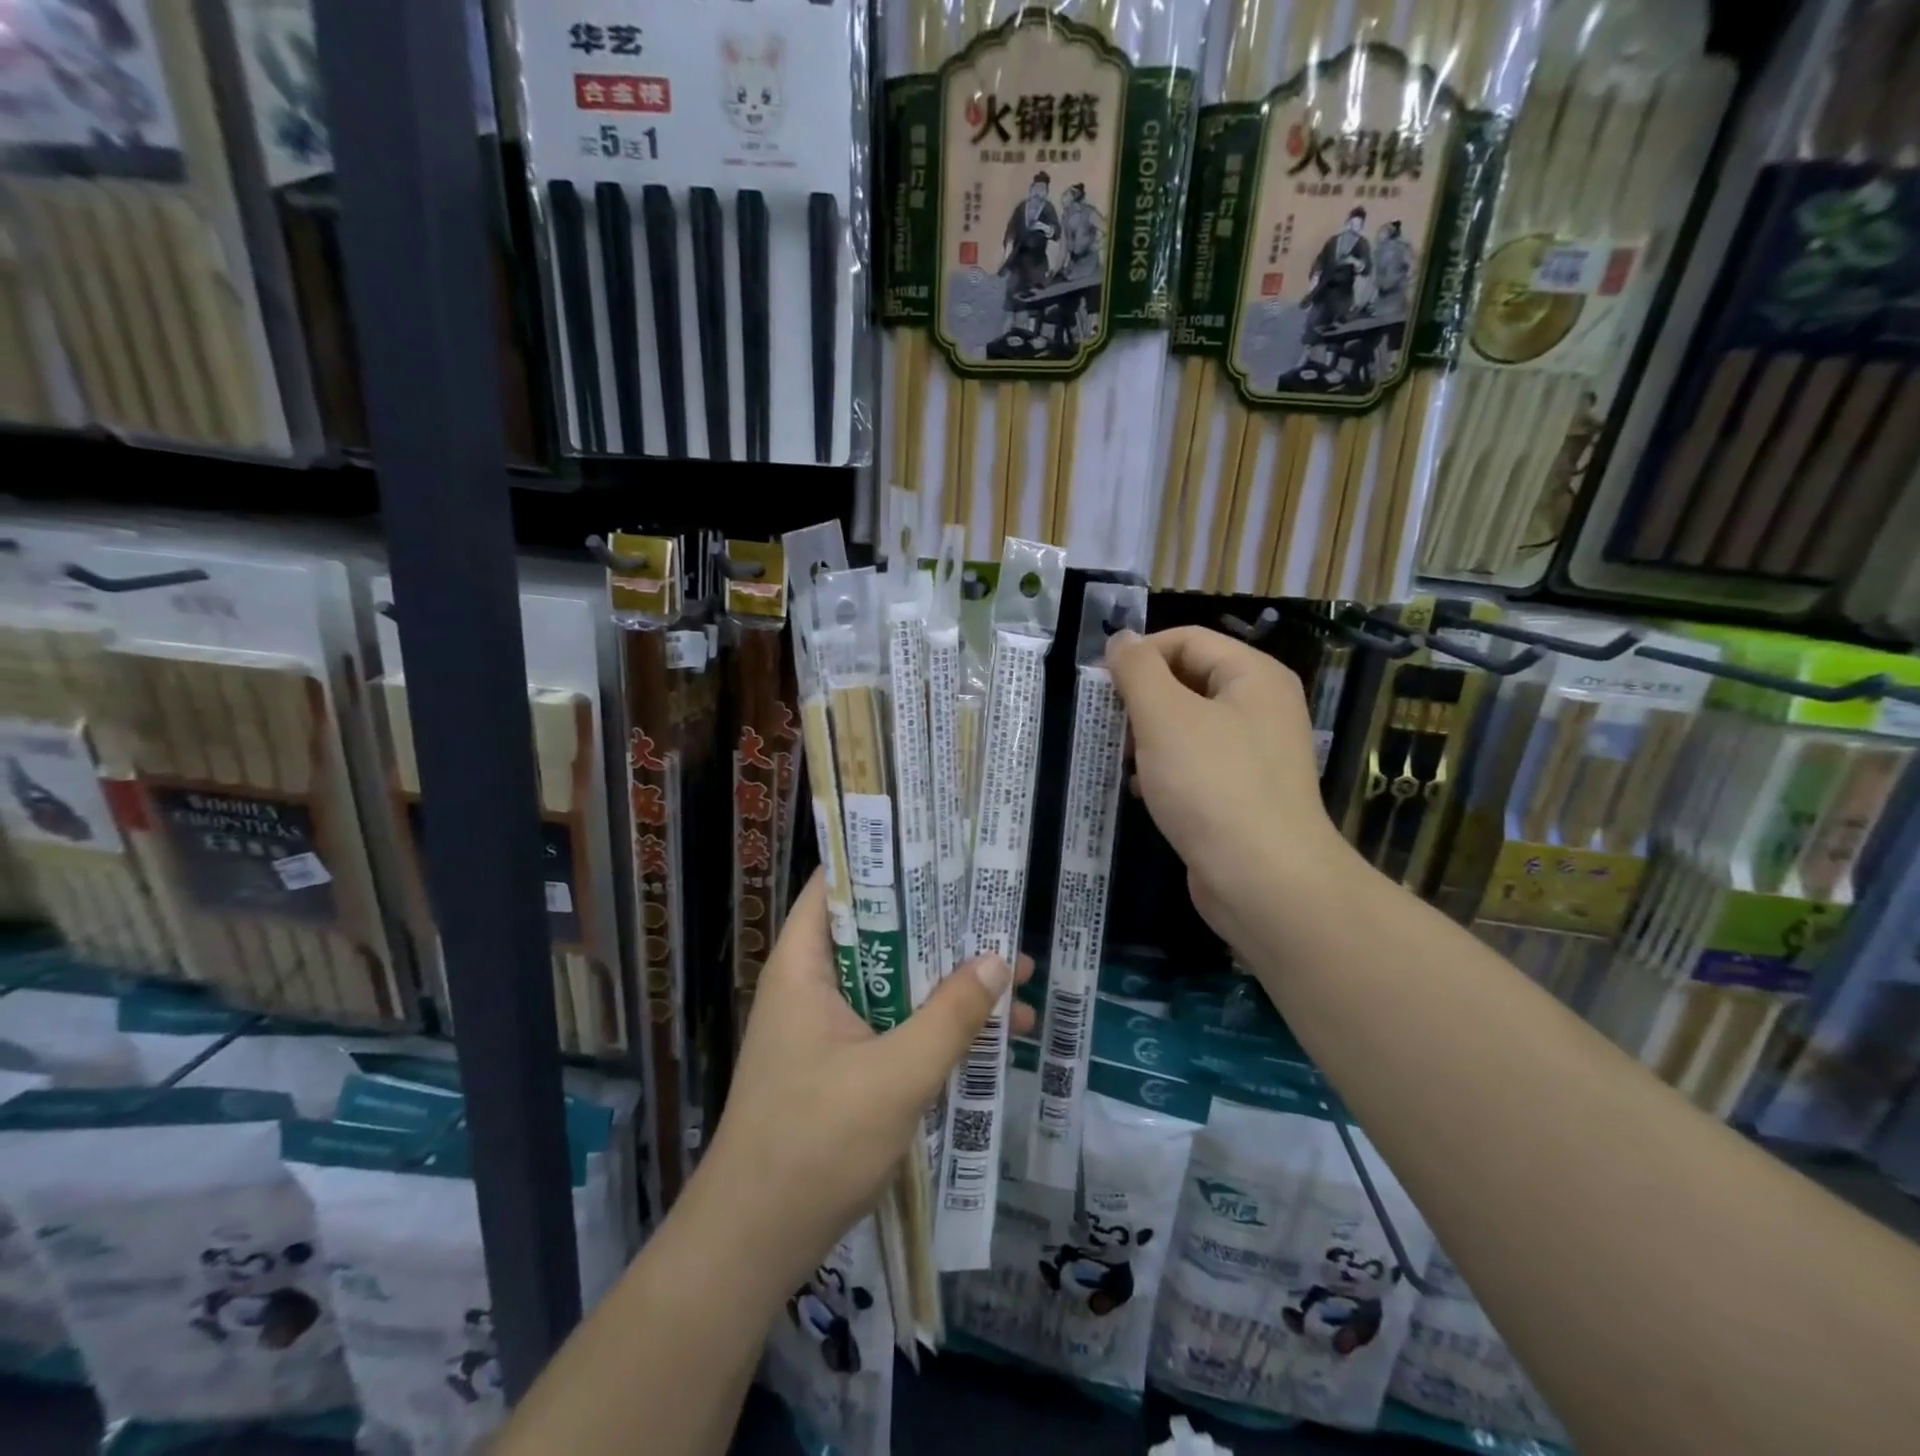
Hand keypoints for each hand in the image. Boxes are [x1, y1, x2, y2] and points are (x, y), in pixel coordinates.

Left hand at [698, 873, 1033, 1291]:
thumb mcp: (897, 1075)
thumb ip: (950, 1015)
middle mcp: (812, 984)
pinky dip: (934, 1023)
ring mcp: (825, 1027)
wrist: (753, 1245)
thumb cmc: (815, 1144)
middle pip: (879, 932)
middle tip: (999, 915)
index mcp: (805, 964)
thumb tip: (1000, 959)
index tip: (941, 849)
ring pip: (894, 982)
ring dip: (947, 983)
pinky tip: (989, 1038)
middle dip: (941, 928)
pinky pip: (893, 1023)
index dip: (886, 859)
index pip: (838, 884)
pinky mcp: (840, 1064)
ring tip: (1015, 981)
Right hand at [1106, 627, 1353, 955]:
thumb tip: (1121, 639)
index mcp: (1253, 676)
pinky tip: (1141, 790)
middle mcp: (1261, 707)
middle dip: (1141, 699)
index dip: (1140, 655)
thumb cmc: (1211, 786)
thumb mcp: (1165, 717)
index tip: (1101, 686)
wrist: (1264, 881)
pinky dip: (1164, 769)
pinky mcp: (1242, 793)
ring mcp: (1254, 753)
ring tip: (1120, 759)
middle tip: (1109, 726)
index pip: (1186, 640)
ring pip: (1188, 725)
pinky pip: (1196, 764)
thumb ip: (1138, 670)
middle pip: (1188, 680)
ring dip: (1147, 736)